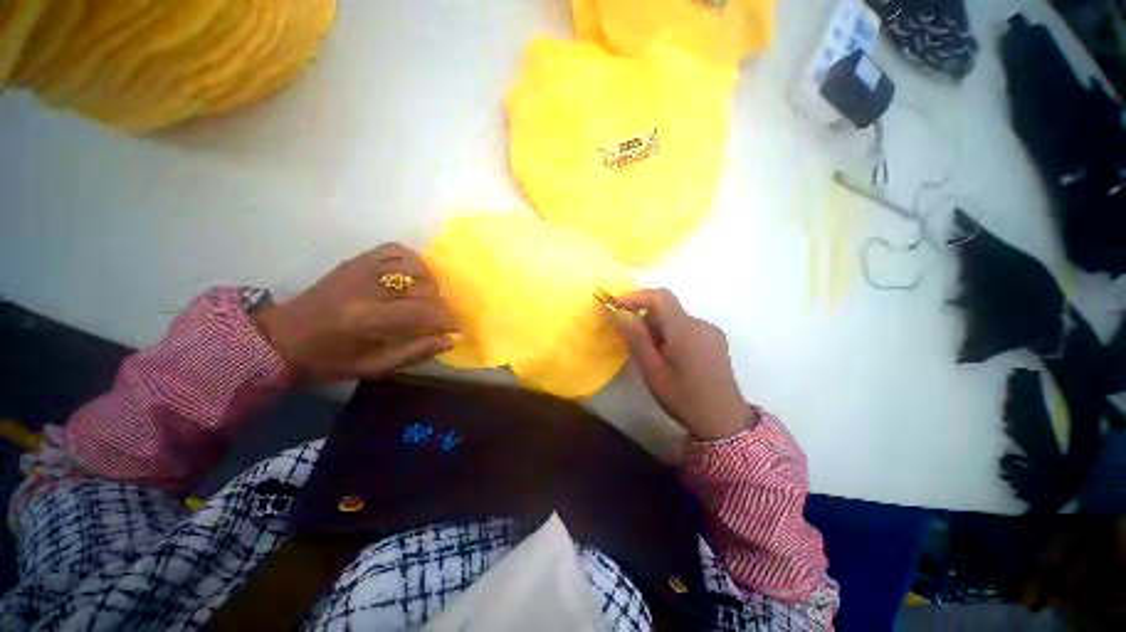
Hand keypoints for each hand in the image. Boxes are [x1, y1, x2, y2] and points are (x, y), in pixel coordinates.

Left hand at [253, 243, 456, 381]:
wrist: (283, 337)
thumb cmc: (328, 360)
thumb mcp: (372, 368)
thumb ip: (413, 353)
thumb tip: (448, 341)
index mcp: (364, 318)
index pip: (420, 311)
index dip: (445, 319)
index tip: (457, 329)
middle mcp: (365, 287)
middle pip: (421, 287)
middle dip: (441, 305)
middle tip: (444, 318)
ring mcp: (360, 268)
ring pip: (413, 265)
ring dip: (431, 283)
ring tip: (430, 298)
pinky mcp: (356, 261)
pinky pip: (395, 250)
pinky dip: (414, 261)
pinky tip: (416, 277)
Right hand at [608, 288, 752, 440]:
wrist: (724, 421)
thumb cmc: (683, 397)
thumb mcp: (652, 370)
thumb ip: (636, 338)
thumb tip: (619, 312)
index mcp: (685, 330)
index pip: (659, 296)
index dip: (635, 296)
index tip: (615, 305)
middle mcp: (701, 324)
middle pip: (666, 308)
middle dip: (645, 319)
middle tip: (635, 344)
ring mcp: (711, 332)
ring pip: (676, 319)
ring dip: (659, 330)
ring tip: (655, 358)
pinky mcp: (715, 340)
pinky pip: (687, 328)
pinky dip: (672, 335)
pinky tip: (672, 359)